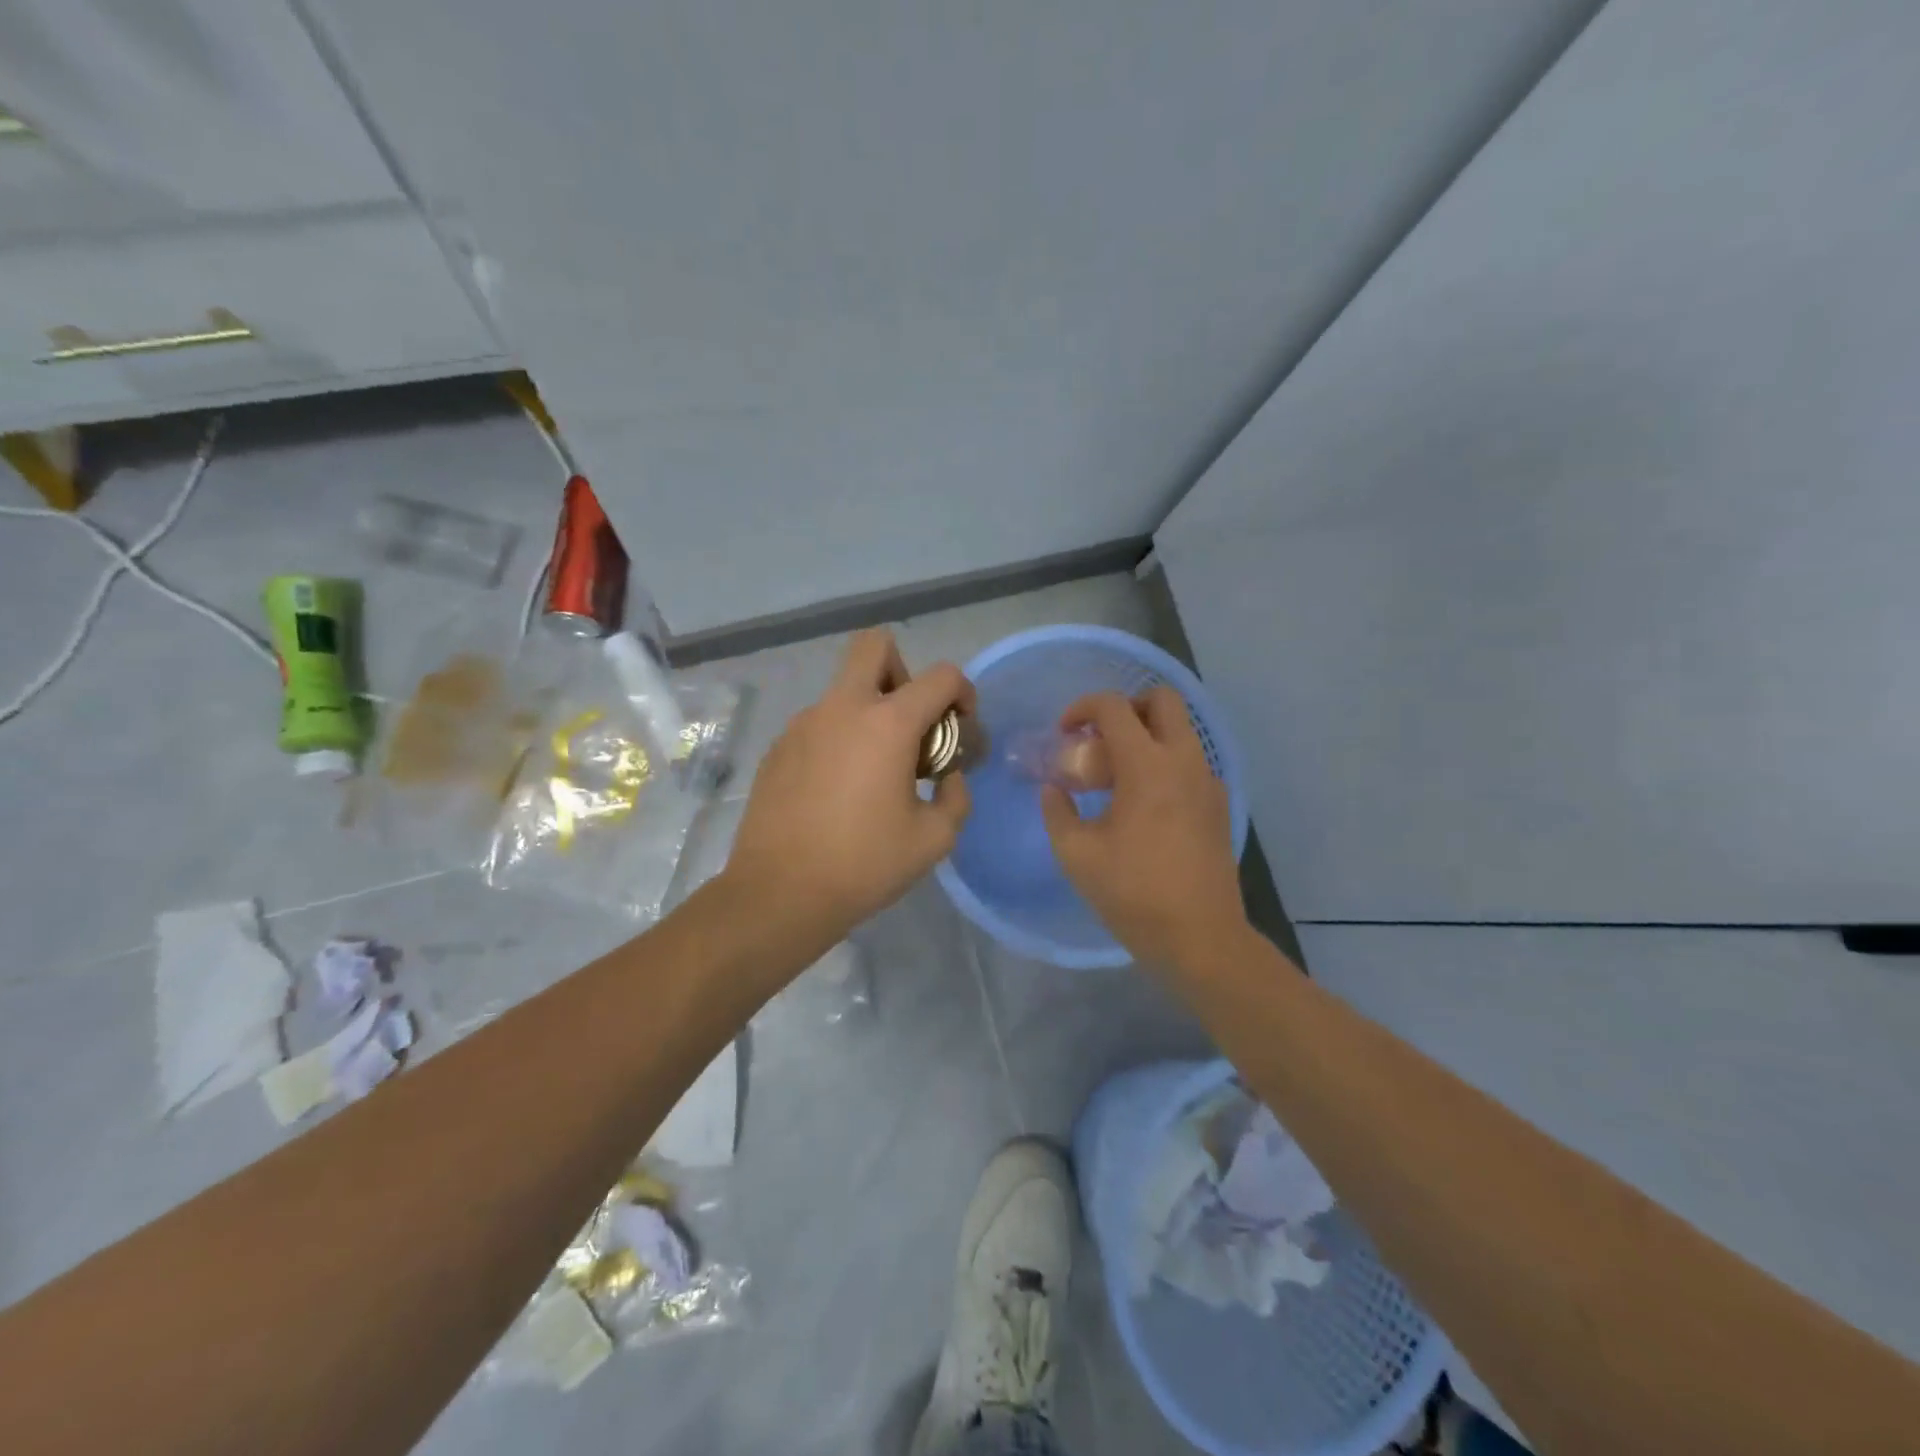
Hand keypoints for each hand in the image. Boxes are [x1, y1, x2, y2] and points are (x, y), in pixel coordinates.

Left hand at [725, 628, 973, 950]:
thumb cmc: (865, 865)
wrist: (779, 893)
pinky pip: (819, 724)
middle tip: (910, 722)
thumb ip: (955, 798)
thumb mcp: (934, 839)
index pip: (941, 675)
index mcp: (888, 724)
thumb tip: (947, 778)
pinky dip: (839, 740)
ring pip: (844, 689)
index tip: (961, 729)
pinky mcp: (778, 748)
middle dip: (903, 669)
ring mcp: (803, 724)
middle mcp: (843, 708)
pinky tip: (838, 791)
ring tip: (874, 772)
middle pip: (874, 645)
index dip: (963, 693)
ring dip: (869, 712)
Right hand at [1040, 687, 1245, 969]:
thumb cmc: (1133, 893)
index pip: (1114, 707)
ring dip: (1146, 736)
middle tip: (1099, 739)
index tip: (1064, 734)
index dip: (1082, 708)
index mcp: (1147, 766)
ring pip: (1180, 730)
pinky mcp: (1218, 804)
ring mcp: (1208, 781)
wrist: (1200, 937)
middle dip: (1126, 707)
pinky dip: (1164, 763)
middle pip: (1162, 700)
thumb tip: (1053, 790)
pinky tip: (1144, 805)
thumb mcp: (1076, 854)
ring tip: (1116, 777)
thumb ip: (1057, 812)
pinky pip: (1190, 762)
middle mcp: (1184, 761)